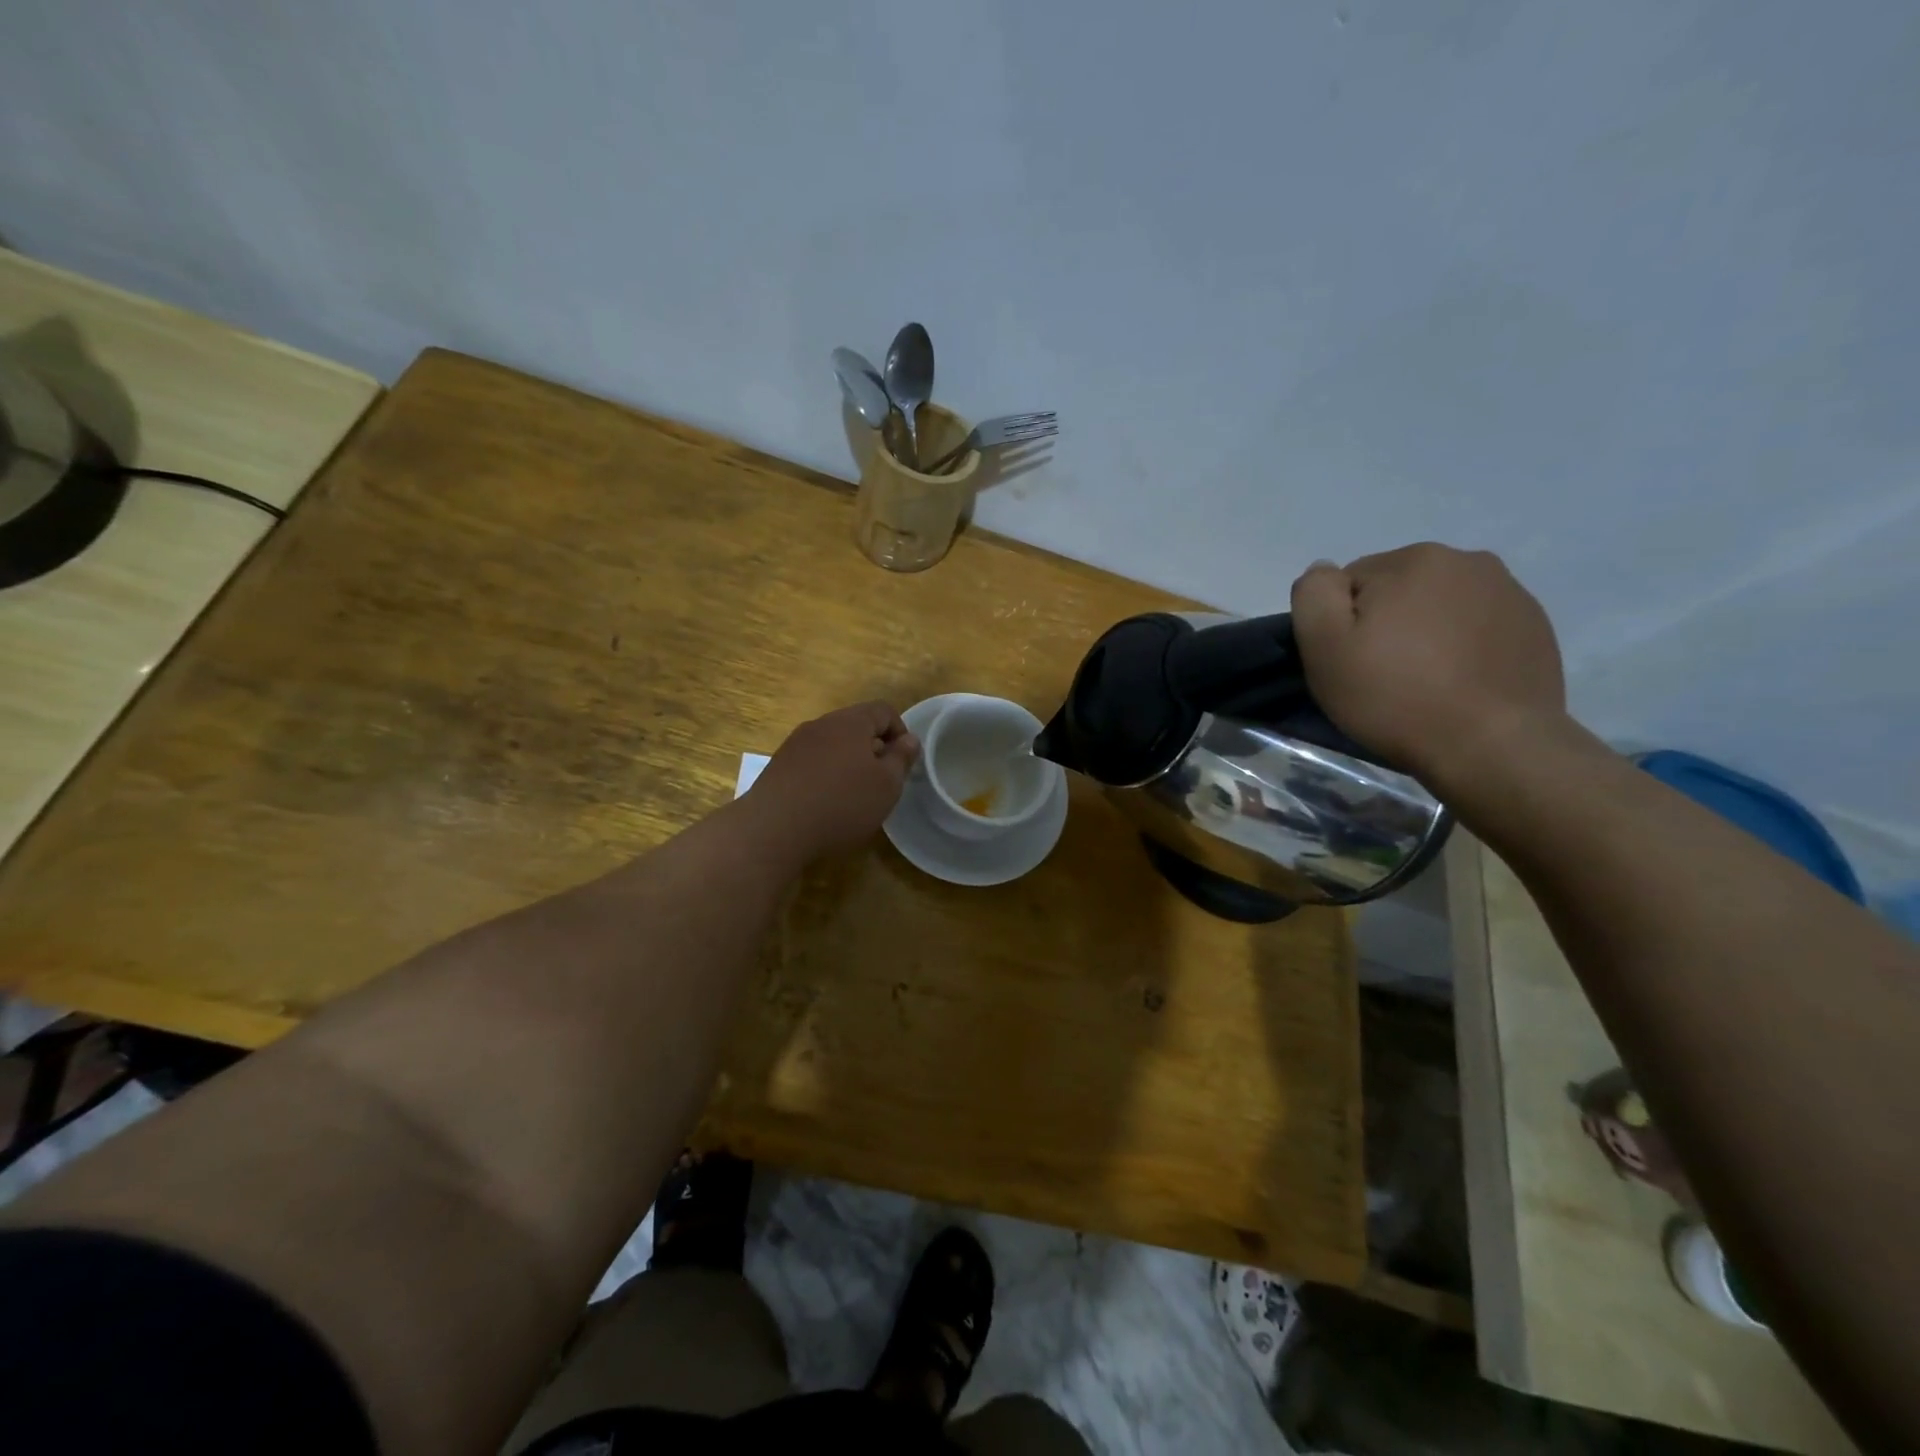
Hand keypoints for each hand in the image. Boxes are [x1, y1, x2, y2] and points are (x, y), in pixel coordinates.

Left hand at [746, 701, 919, 862]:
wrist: (773, 829)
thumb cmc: (841, 804)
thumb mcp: (886, 786)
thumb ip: (901, 759)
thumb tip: (909, 739)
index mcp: (850, 722)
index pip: (884, 710)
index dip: (900, 732)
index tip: (903, 762)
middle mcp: (820, 724)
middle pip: (856, 726)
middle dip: (873, 748)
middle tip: (881, 781)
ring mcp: (795, 744)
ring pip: (832, 744)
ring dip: (848, 762)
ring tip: (853, 795)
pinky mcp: (778, 766)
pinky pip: (812, 761)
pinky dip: (825, 775)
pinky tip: (825, 803)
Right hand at [1290, 544, 1567, 789]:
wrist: (1493, 746)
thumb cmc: (1396, 697)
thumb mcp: (1325, 647)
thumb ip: (1314, 594)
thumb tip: (1324, 571)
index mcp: (1412, 560)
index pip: (1350, 582)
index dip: (1341, 624)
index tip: (1350, 662)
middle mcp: (1466, 560)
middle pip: (1397, 589)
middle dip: (1385, 622)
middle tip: (1384, 674)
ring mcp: (1508, 591)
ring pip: (1439, 605)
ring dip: (1424, 631)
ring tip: (1425, 680)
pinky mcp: (1533, 625)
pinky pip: (1477, 625)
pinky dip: (1462, 646)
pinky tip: (1459, 682)